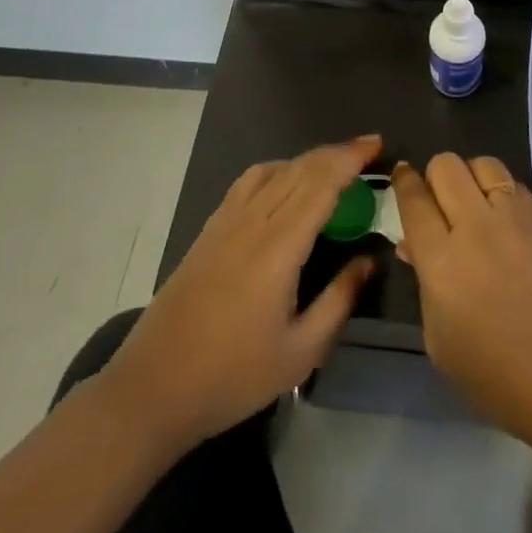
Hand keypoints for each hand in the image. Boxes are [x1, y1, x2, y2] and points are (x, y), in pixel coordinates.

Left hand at [103, 137, 382, 453]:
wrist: (154, 387)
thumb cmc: (233, 375)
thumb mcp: (301, 352)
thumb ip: (339, 299)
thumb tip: (369, 259)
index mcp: (278, 246)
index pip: (321, 183)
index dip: (351, 158)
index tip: (377, 145)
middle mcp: (253, 220)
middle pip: (300, 168)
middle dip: (337, 153)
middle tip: (369, 151)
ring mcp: (226, 220)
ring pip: (274, 168)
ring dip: (308, 159)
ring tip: (334, 168)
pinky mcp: (210, 228)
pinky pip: (251, 181)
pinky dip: (279, 169)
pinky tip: (288, 186)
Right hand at [392, 155, 531, 470]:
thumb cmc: (498, 378)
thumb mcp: (441, 342)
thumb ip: (424, 284)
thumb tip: (414, 246)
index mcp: (441, 260)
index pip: (414, 199)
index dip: (403, 182)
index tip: (401, 176)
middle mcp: (475, 226)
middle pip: (446, 166)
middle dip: (434, 176)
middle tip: (438, 200)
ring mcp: (514, 217)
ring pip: (482, 163)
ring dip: (470, 176)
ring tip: (473, 201)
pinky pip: (513, 183)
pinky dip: (501, 190)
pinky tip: (503, 216)